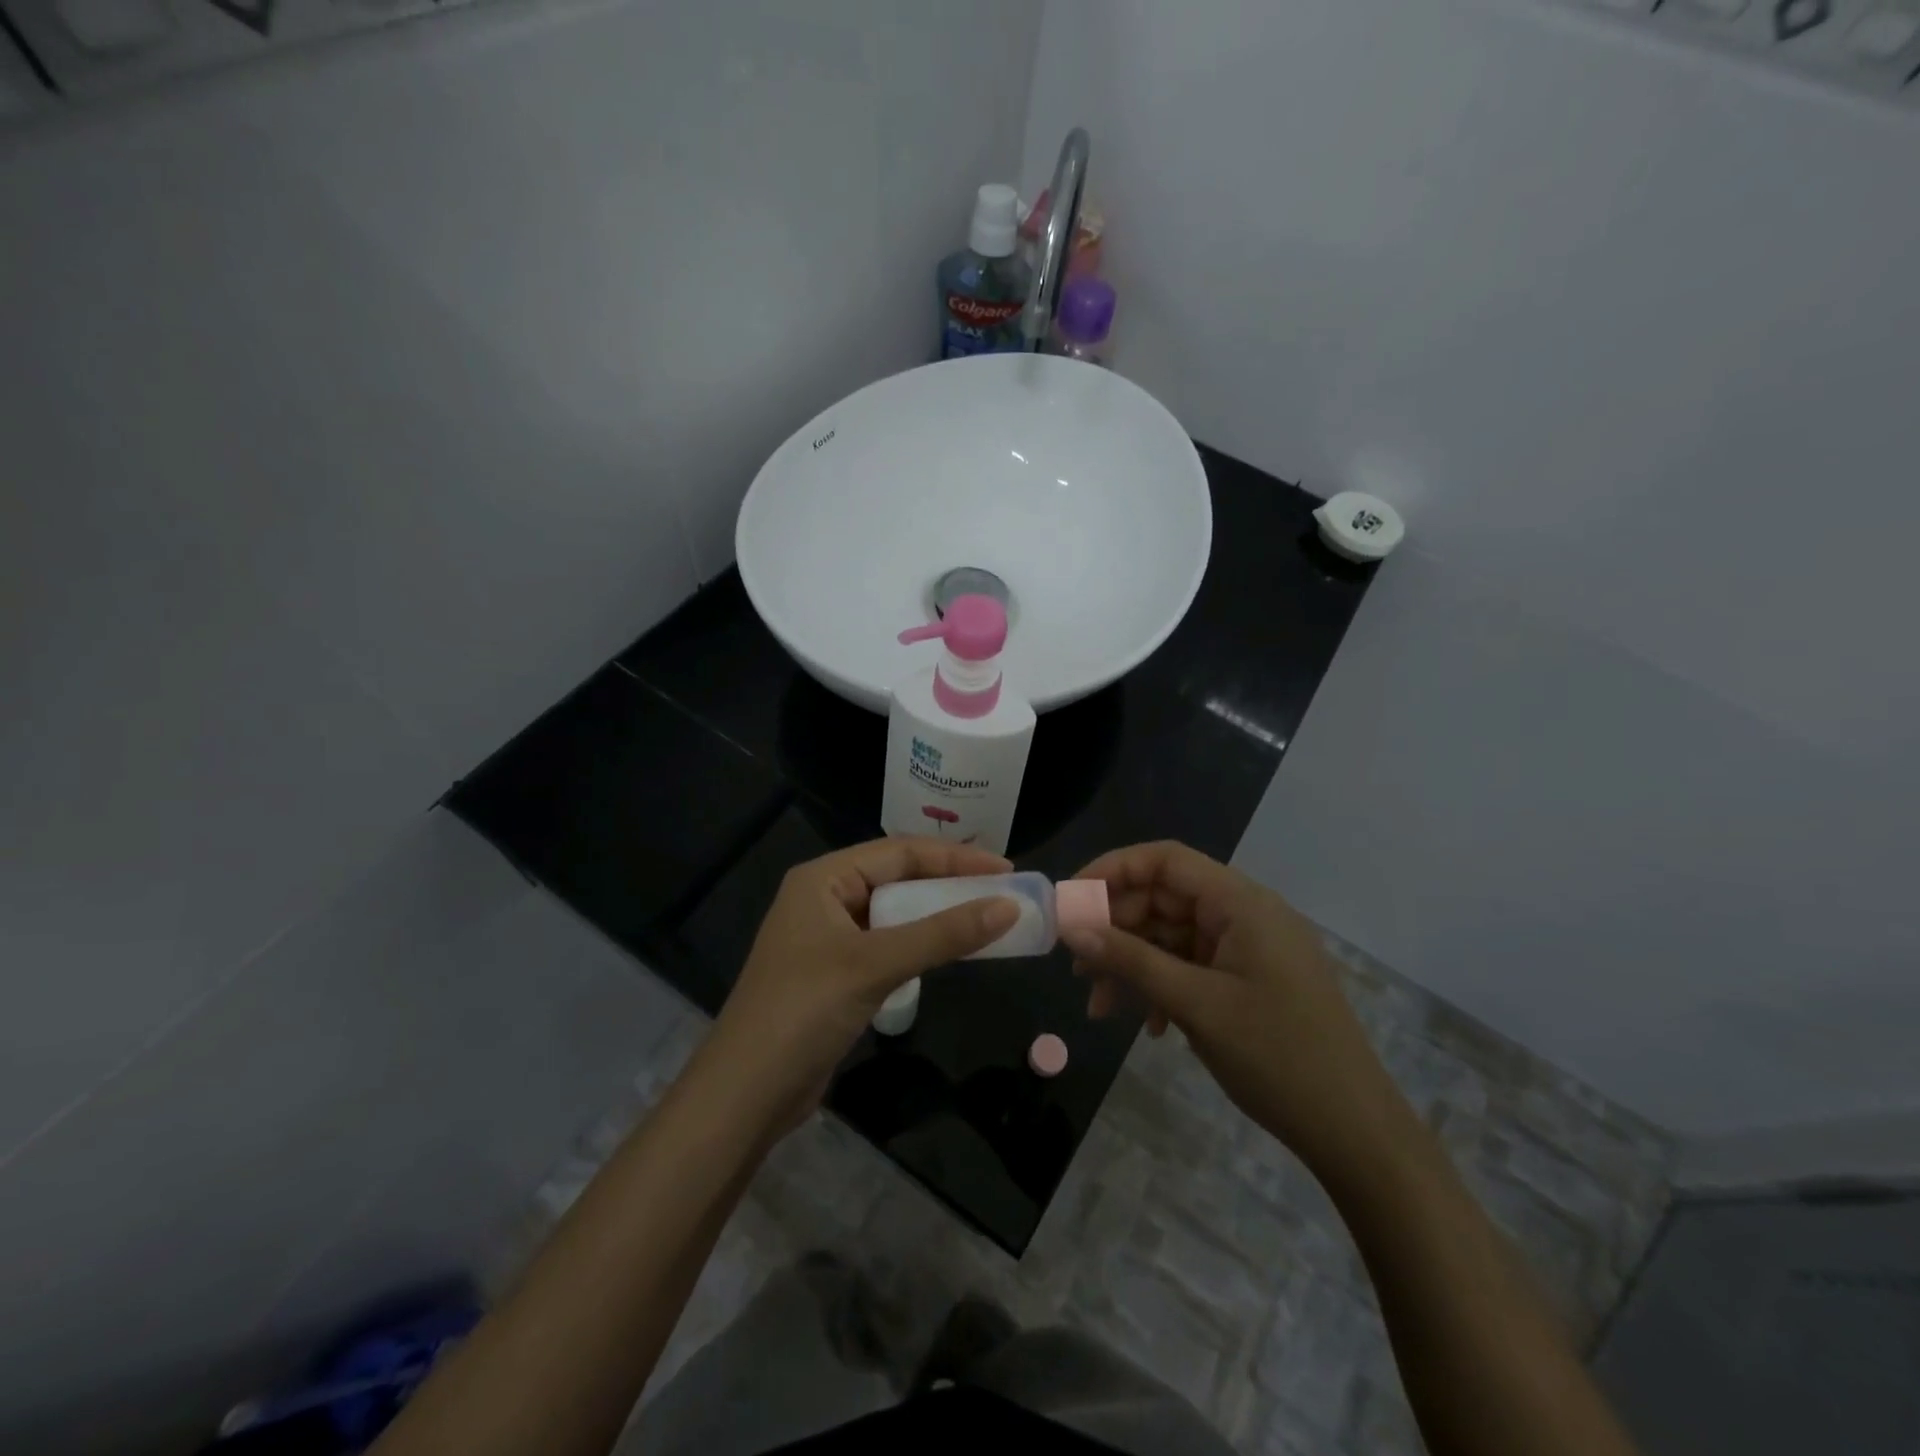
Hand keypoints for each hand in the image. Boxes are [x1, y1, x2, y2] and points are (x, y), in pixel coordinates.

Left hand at [702, 837, 1018, 1132]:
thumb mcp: (876, 965)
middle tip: (1003, 893)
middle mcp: (825, 899)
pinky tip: (949, 952)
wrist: (745, 1095)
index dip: (955, 858)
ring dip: (938, 916)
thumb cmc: (804, 1012)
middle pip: (899, 879)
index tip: (1007, 869)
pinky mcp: (836, 974)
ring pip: (895, 914)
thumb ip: (943, 934)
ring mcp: (829, 938)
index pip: (900, 851)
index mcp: (823, 879)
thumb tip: (1009, 906)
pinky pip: (888, 945)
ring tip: (987, 918)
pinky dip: (920, 945)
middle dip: (950, 884)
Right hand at [1066, 841, 1401, 1176]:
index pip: (1165, 860)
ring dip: (1134, 965)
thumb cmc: (1277, 1057)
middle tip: (1077, 967)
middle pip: (1164, 899)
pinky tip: (1149, 1026)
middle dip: (1116, 930)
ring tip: (1100, 1006)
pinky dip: (1163, 986)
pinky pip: (1192, 966)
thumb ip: (1131, 960)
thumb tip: (1072, 928)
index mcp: (1241, 903)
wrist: (1355, 1132)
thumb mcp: (1195, 1004)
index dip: (1112, 870)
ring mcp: (1250, 948)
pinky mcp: (1251, 979)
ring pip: (1172, 937)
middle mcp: (1245, 914)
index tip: (1070, 900)